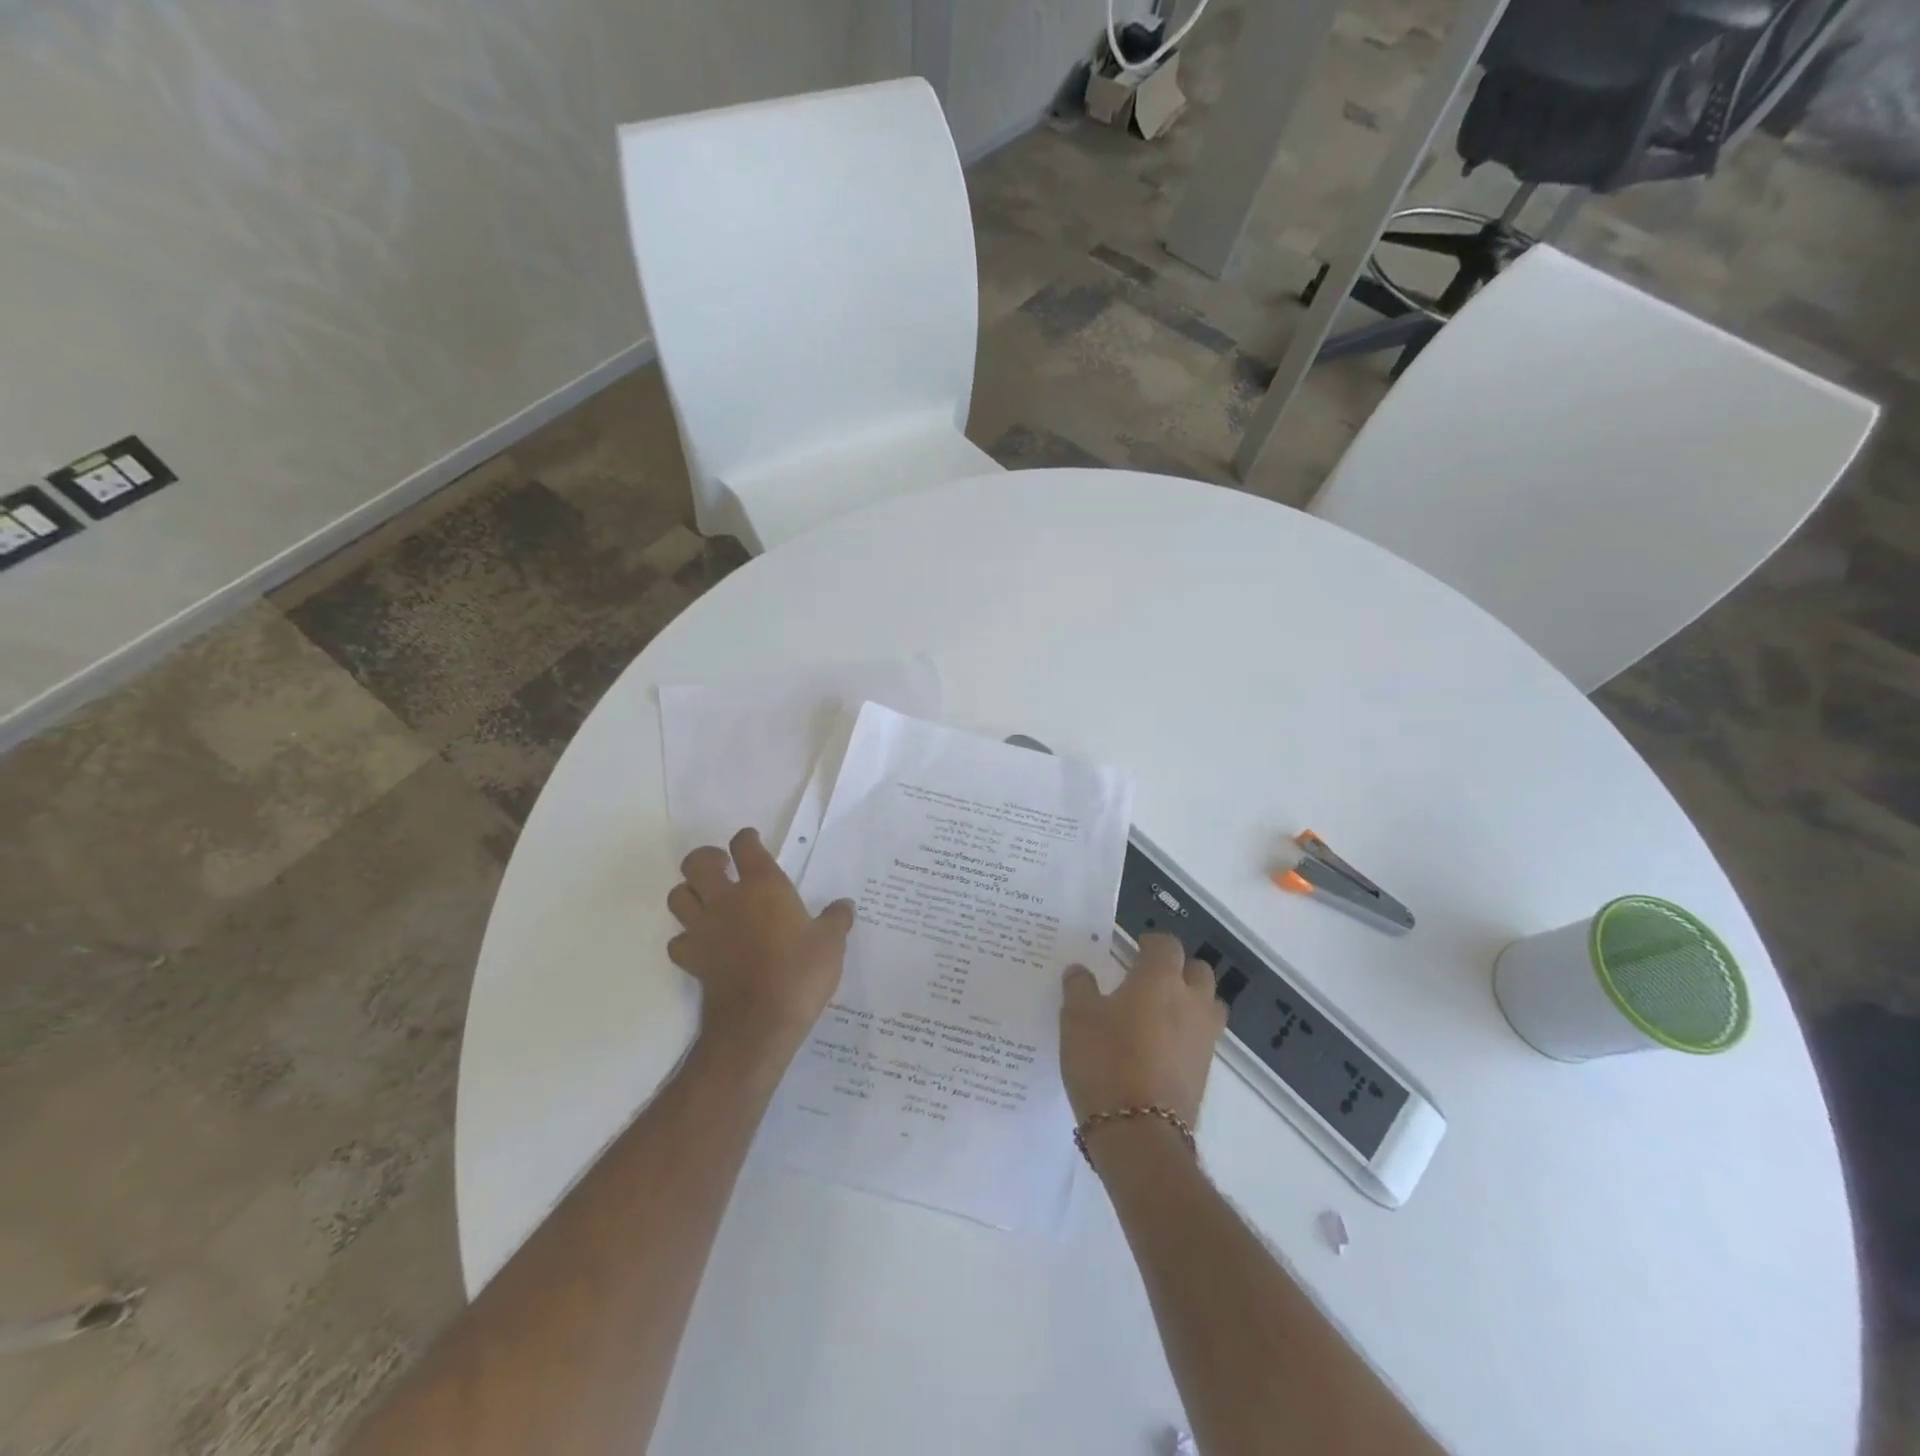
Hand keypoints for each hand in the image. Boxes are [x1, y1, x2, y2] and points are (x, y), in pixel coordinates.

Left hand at [666, 828, 855, 1061]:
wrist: (760, 1022)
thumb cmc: (800, 972)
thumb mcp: (831, 943)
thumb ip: (836, 920)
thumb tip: (844, 906)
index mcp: (763, 886)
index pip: (745, 846)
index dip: (747, 839)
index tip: (751, 841)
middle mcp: (727, 899)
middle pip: (697, 863)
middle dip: (706, 859)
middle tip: (723, 868)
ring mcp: (704, 929)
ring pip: (678, 896)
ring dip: (689, 893)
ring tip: (707, 900)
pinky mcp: (692, 959)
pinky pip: (678, 940)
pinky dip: (686, 938)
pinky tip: (703, 943)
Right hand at [1060, 933, 1226, 1126]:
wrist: (1138, 1132)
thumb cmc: (1104, 1061)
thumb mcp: (1076, 1018)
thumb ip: (1079, 987)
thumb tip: (1079, 970)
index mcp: (1160, 979)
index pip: (1167, 945)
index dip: (1152, 943)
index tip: (1135, 948)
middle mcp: (1190, 1001)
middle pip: (1198, 971)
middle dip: (1179, 968)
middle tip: (1150, 977)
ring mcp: (1204, 1037)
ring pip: (1208, 1004)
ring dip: (1191, 1000)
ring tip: (1162, 1011)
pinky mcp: (1205, 1070)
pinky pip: (1203, 1037)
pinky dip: (1188, 1032)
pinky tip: (1161, 1045)